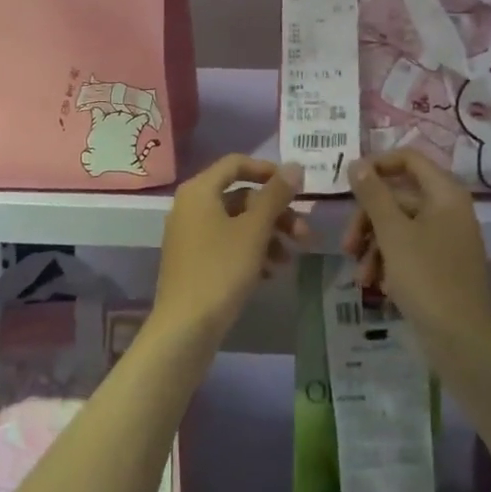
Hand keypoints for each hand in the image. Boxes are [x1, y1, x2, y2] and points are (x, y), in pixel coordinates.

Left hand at [154, 154, 306, 341]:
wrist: (185, 327)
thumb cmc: (221, 269)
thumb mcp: (254, 229)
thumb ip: (275, 195)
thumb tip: (294, 166)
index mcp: (200, 190)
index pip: (236, 164)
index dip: (268, 171)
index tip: (296, 187)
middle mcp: (191, 206)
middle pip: (241, 197)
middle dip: (276, 213)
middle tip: (305, 234)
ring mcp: (190, 235)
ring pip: (237, 223)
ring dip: (268, 236)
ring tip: (290, 260)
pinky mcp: (193, 261)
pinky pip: (227, 244)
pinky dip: (251, 252)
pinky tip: (271, 273)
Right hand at [341, 148, 490, 354]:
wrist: (463, 343)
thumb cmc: (427, 279)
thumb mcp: (393, 234)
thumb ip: (373, 195)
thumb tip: (357, 163)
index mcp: (445, 194)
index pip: (409, 159)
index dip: (377, 165)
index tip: (348, 183)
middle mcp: (449, 210)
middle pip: (398, 197)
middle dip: (368, 220)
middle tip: (347, 246)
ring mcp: (447, 240)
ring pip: (399, 227)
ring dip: (374, 247)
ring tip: (360, 277)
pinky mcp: (441, 266)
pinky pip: (409, 251)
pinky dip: (389, 263)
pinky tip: (378, 287)